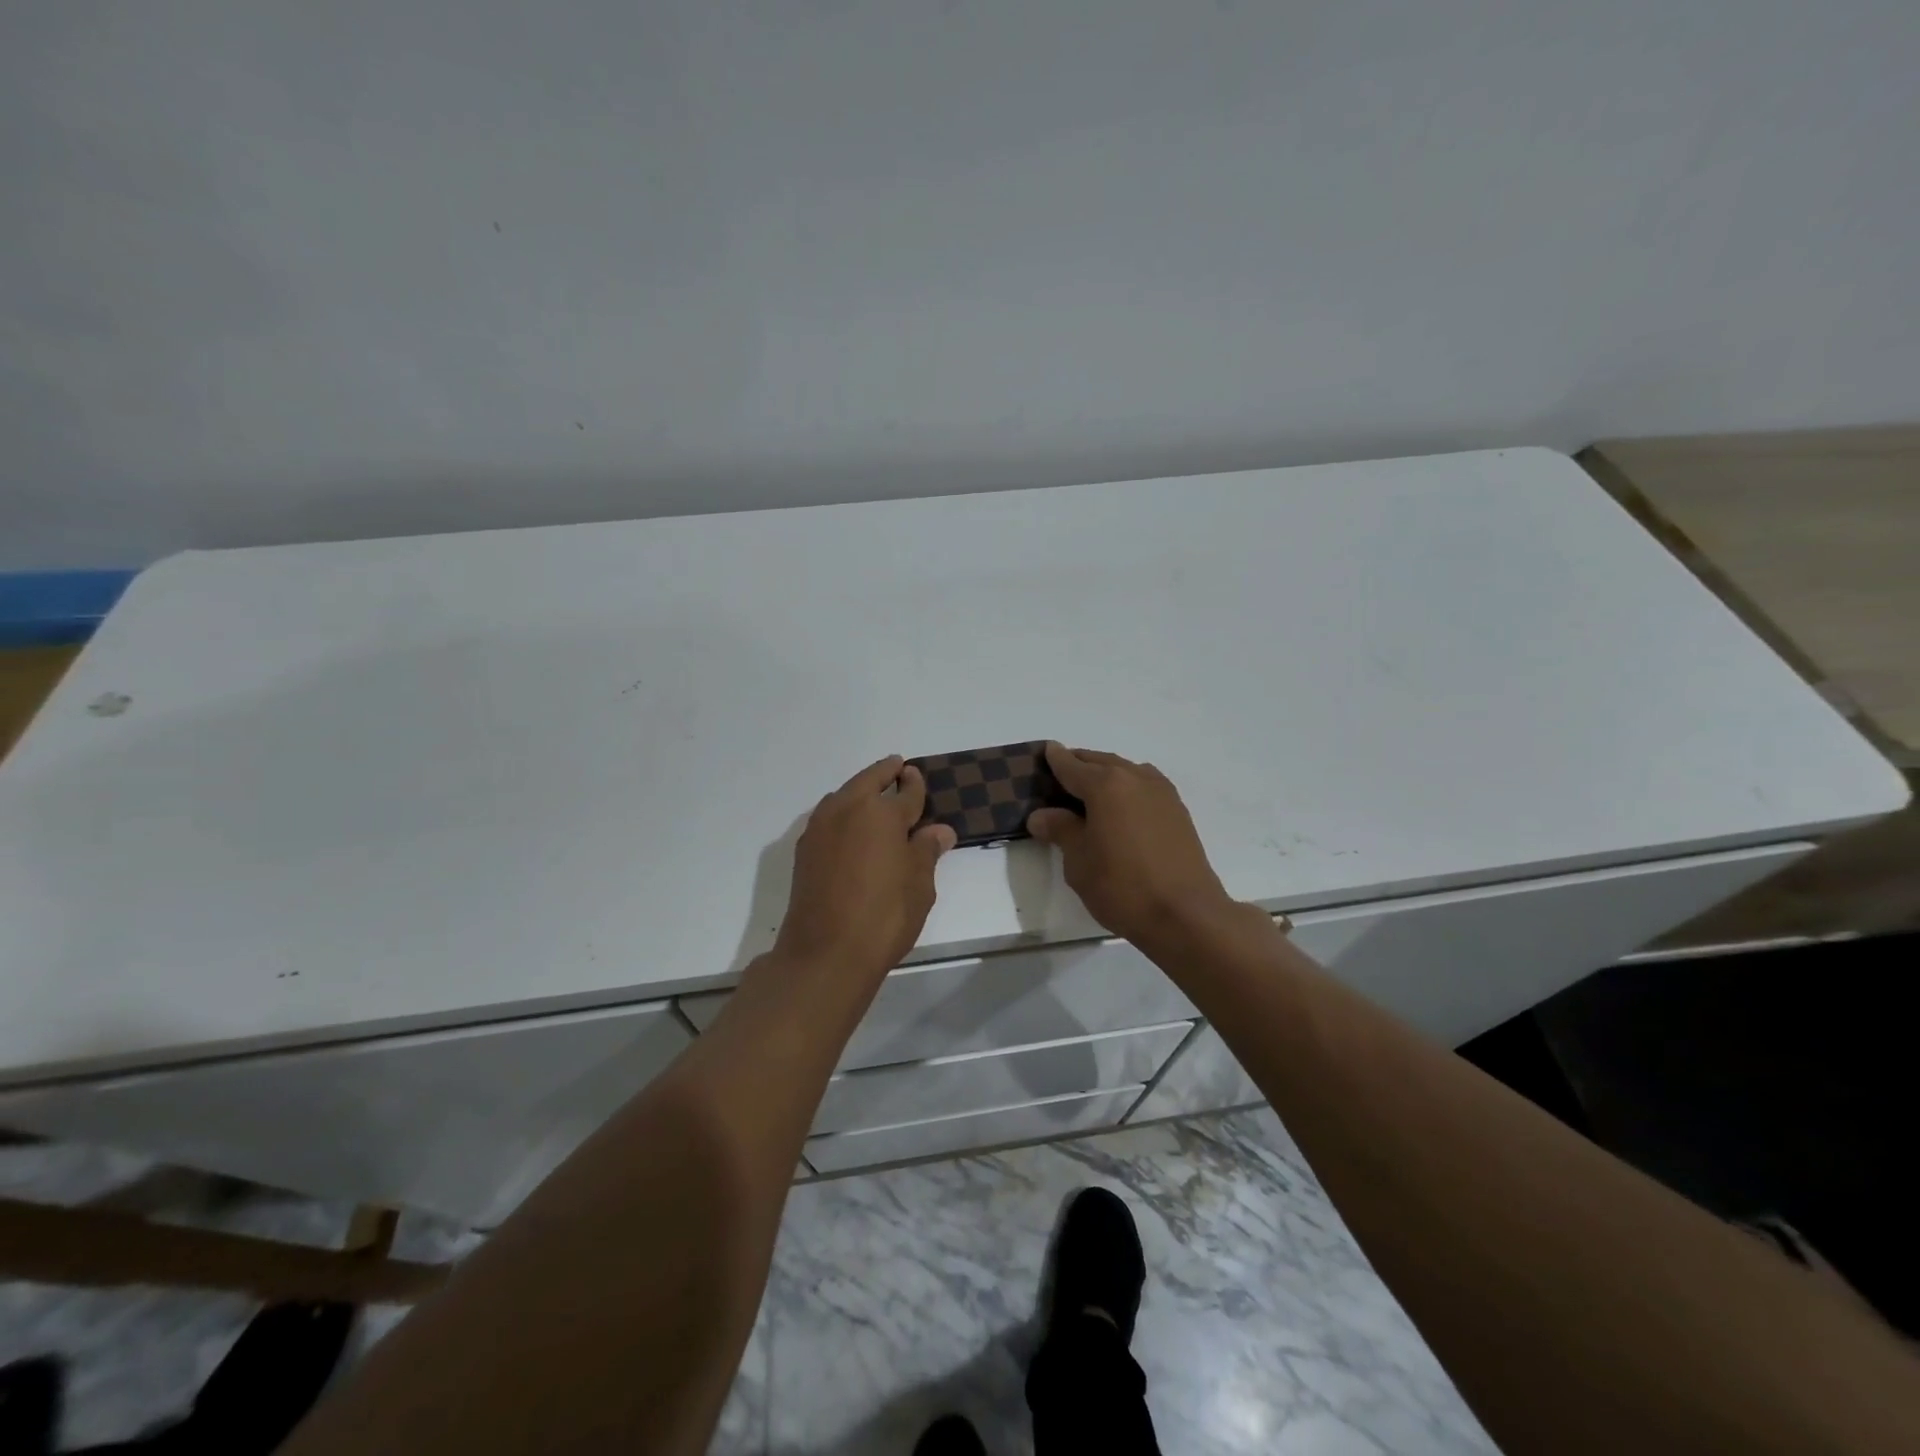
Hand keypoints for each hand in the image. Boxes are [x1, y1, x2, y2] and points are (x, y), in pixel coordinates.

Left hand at [773, 755, 957, 978]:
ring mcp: (821, 828)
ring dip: (859, 790)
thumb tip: (939, 830)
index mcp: (882, 814)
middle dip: (884, 773)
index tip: (916, 775)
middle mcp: (848, 810)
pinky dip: (843, 812)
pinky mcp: (804, 849)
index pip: (905, 792)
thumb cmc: (884, 917)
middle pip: (868, 781)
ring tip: (873, 795)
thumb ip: (926, 851)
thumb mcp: (919, 885)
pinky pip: (828, 816)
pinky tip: (850, 826)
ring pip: (844, 796)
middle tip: (896, 767)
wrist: (825, 952)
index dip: (914, 784)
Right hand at [1028, 743, 1251, 949]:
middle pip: (1100, 762)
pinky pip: (1144, 786)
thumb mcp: (1079, 862)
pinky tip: (1120, 807)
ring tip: (1089, 792)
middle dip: (1080, 765)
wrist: (1186, 915)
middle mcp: (1135, 778)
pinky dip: (1126, 788)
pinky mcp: (1177, 811)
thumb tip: (1042, 815)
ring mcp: (1161, 792)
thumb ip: (1061, 830)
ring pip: (1125, 771)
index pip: (1072, 766)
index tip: (1046, 750)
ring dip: (1106, 774)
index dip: (1055, 759)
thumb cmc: (1123, 887)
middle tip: (1061, 774)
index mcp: (1105, 785)